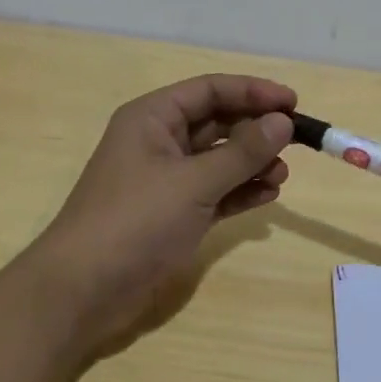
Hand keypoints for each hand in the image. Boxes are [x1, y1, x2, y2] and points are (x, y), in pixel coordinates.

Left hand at [16, 75, 296, 361]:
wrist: (84, 290)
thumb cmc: (135, 222)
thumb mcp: (193, 182)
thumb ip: (241, 152)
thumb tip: (282, 122)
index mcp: (153, 118)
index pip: (210, 90)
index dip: (253, 92)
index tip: (293, 103)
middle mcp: (159, 142)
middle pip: (217, 123)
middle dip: (256, 130)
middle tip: (296, 142)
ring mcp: (167, 181)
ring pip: (219, 160)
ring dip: (252, 163)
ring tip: (282, 176)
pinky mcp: (174, 215)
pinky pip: (216, 192)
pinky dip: (241, 192)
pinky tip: (267, 196)